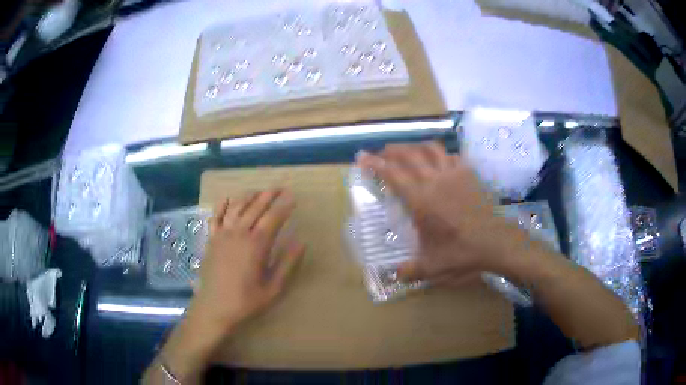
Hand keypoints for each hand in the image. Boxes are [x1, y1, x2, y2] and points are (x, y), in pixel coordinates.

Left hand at [190, 189, 304, 331]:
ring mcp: (222, 234)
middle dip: (269, 195)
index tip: (293, 197)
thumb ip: (287, 263)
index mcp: (256, 244)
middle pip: (255, 206)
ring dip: (249, 196)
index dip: (284, 205)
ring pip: (236, 207)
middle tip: (279, 188)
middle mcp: (239, 233)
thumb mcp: (273, 287)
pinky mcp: (211, 239)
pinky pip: (216, 216)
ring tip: (259, 191)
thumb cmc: (246, 300)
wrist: (214, 307)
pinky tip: (228, 198)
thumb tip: (301, 242)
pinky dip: (222, 204)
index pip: (273, 217)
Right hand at [357, 143, 529, 283]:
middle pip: (409, 155)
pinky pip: (452, 156)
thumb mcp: (432, 267)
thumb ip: (409, 271)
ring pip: (431, 149)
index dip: (374, 164)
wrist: (497, 242)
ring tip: (408, 152)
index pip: (392, 175)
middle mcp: (435, 180)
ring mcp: (455, 174)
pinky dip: (441, 155)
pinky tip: (441, 162)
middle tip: (381, 153)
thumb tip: (392, 276)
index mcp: (421, 200)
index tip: (362, 157)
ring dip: (415, 147)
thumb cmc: (462, 253)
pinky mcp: (470, 174)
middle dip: (391, 151)